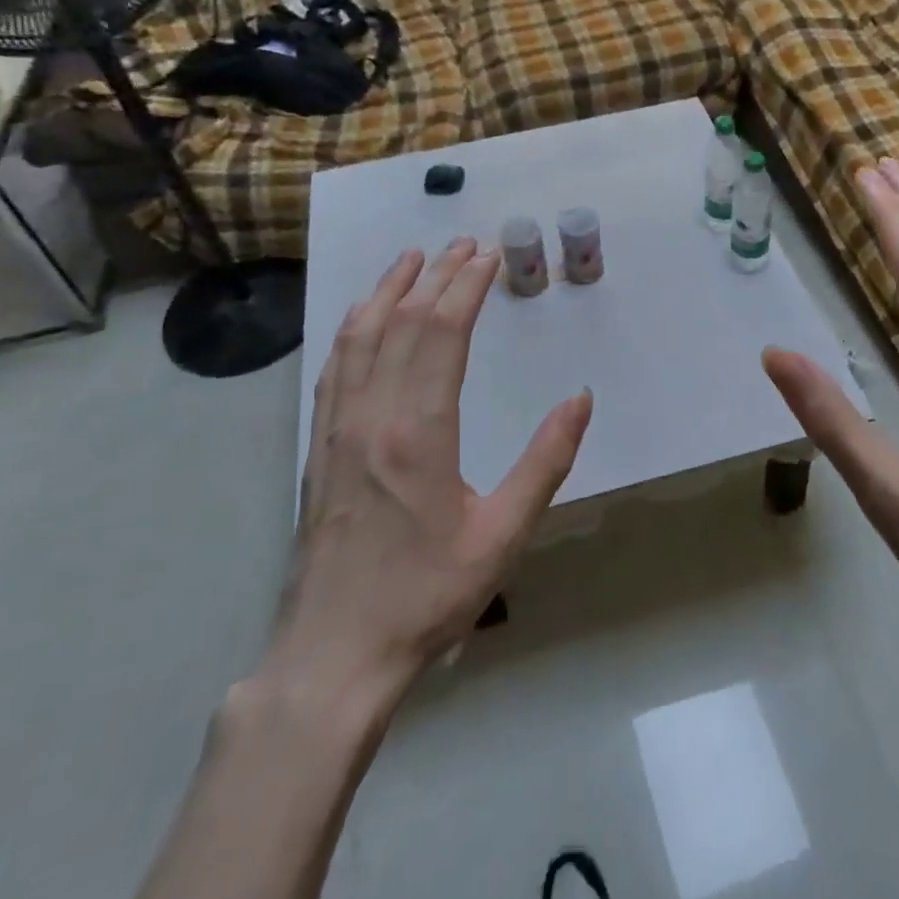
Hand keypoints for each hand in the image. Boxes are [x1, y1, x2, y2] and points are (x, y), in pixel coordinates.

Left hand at [263, 239, 593, 702]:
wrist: (334, 653)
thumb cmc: (426, 595)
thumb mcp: (503, 535)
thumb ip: (546, 462)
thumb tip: (580, 398)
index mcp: (418, 431)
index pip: (441, 333)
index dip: (466, 288)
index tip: (488, 256)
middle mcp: (371, 415)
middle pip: (401, 322)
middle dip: (435, 276)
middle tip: (463, 244)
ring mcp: (336, 428)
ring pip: (359, 336)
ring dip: (387, 290)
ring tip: (411, 258)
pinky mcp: (318, 446)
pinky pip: (334, 367)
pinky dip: (352, 328)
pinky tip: (362, 317)